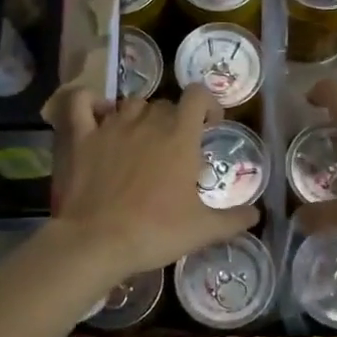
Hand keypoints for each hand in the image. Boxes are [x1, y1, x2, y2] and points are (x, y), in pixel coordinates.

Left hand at [48, 85, 258, 278]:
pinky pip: (81, 104)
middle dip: (173, 120)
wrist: (97, 241)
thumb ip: (233, 220)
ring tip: (140, 139)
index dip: (207, 104)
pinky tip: (96, 113)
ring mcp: (111, 125)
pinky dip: (89, 102)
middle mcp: (147, 121)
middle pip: (165, 104)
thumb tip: (256, 214)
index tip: (209, 126)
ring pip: (130, 104)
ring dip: (139, 115)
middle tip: (174, 150)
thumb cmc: (155, 231)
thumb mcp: (202, 230)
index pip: (198, 95)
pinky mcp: (81, 136)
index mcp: (180, 135)